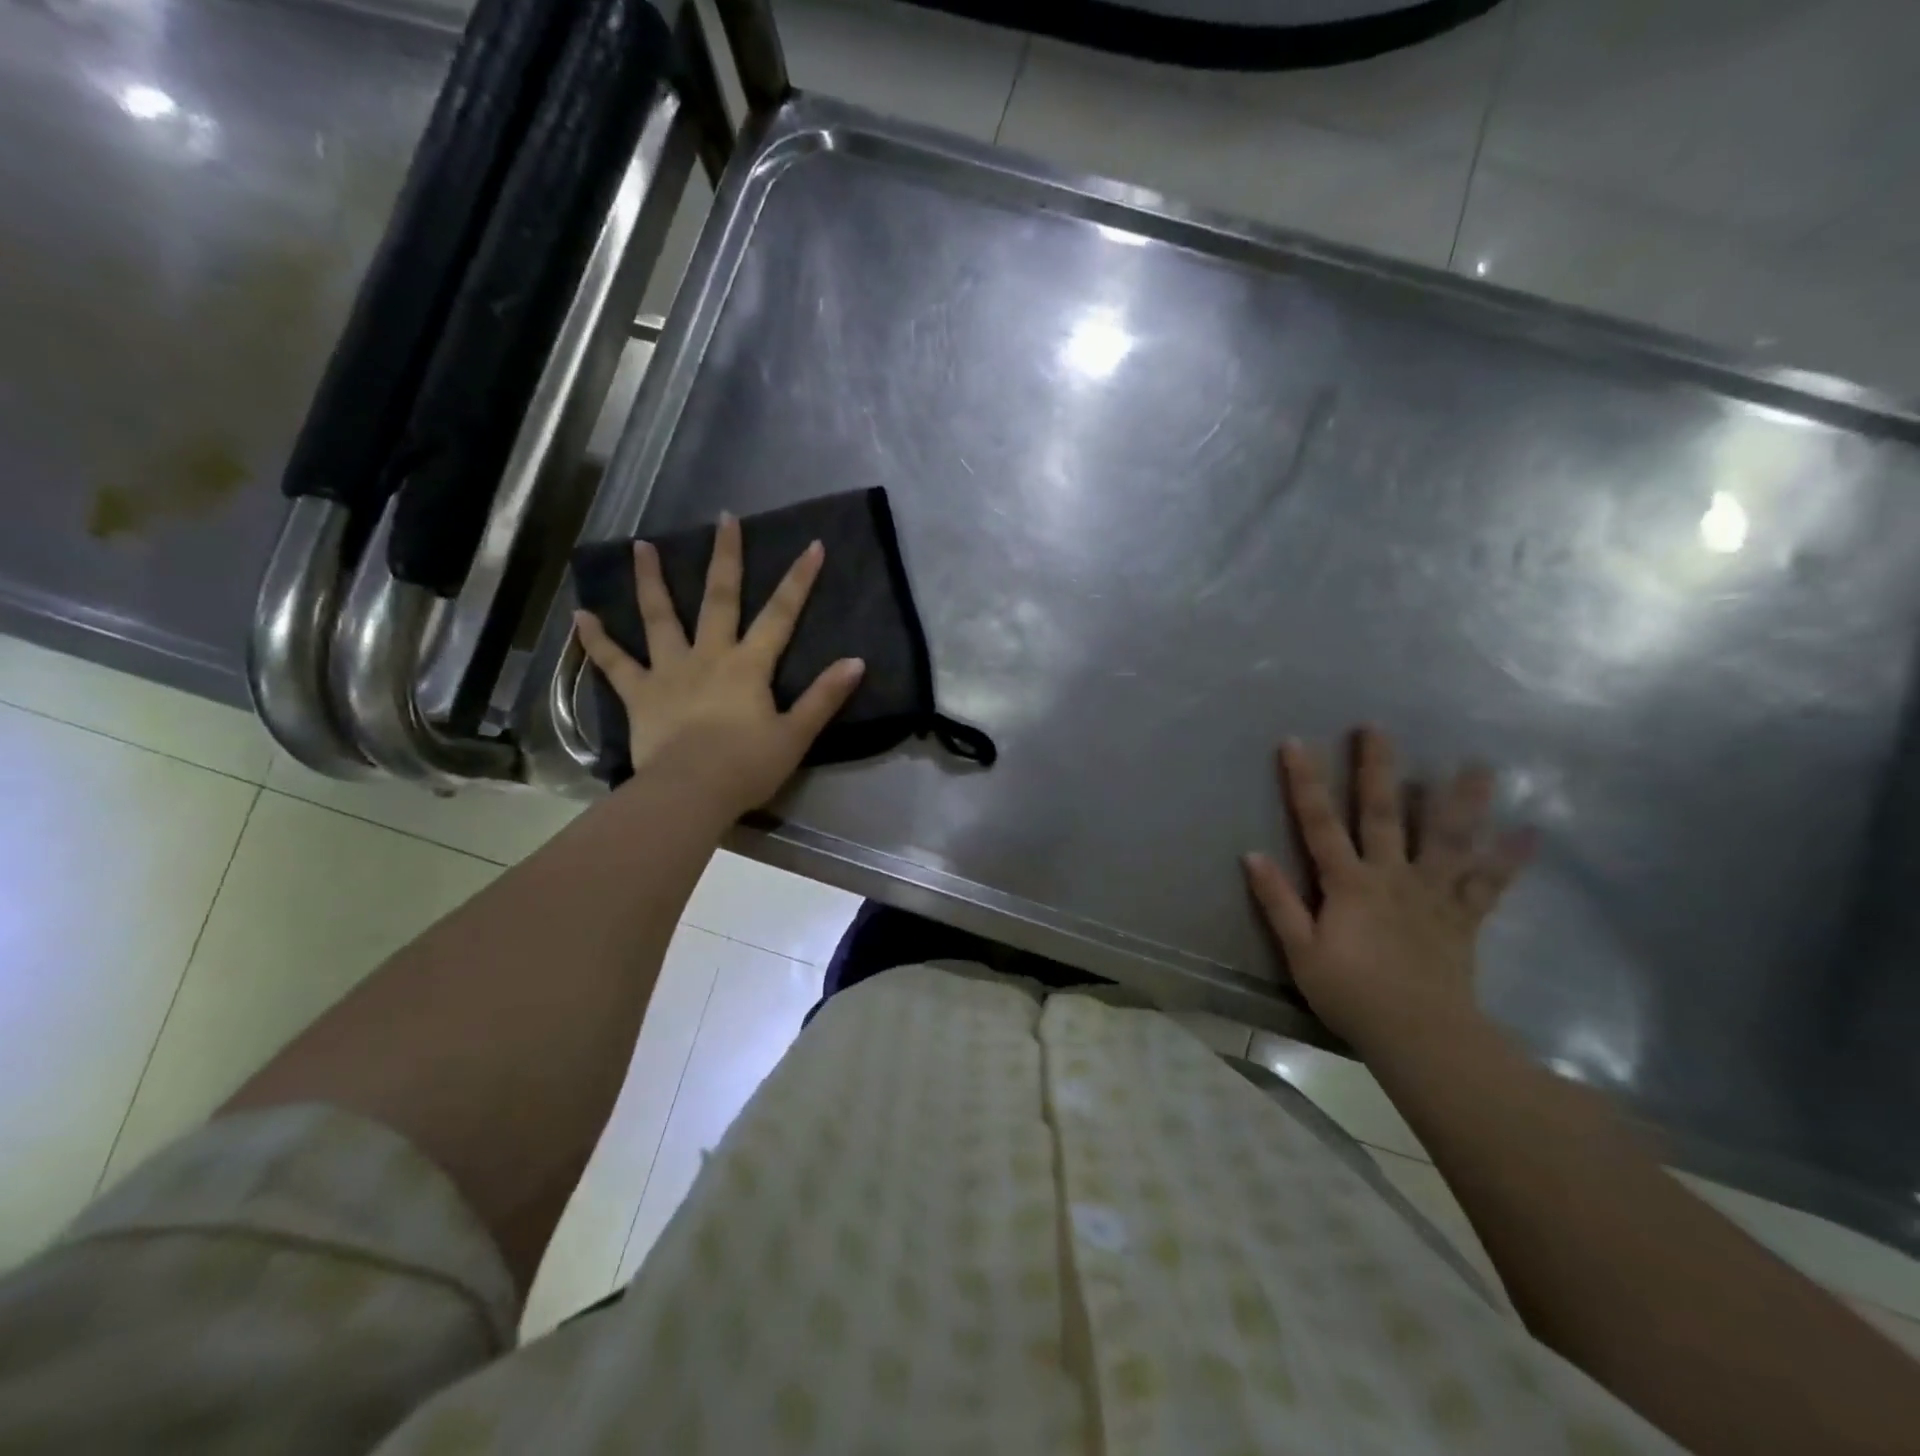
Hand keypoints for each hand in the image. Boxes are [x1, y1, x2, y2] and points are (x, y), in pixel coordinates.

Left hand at [573, 513, 864, 816]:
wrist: (690, 792)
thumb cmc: (747, 766)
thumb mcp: (796, 734)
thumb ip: (824, 696)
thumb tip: (856, 661)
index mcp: (749, 665)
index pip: (780, 614)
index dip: (798, 579)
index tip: (811, 544)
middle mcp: (709, 656)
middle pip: (719, 598)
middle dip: (725, 557)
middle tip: (724, 518)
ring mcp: (669, 671)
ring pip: (659, 617)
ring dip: (651, 580)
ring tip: (642, 545)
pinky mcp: (639, 694)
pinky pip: (614, 664)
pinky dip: (597, 641)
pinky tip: (581, 616)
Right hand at [1243, 727, 1534, 1050]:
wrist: (1419, 1035)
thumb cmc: (1351, 993)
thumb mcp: (1300, 951)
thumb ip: (1278, 901)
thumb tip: (1251, 855)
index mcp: (1349, 884)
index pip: (1318, 824)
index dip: (1305, 783)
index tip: (1296, 743)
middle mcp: (1392, 876)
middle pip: (1383, 814)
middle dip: (1376, 770)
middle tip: (1376, 728)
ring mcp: (1432, 894)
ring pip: (1447, 839)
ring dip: (1461, 800)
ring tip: (1477, 764)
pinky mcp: (1462, 917)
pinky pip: (1489, 884)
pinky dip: (1509, 858)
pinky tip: (1530, 831)